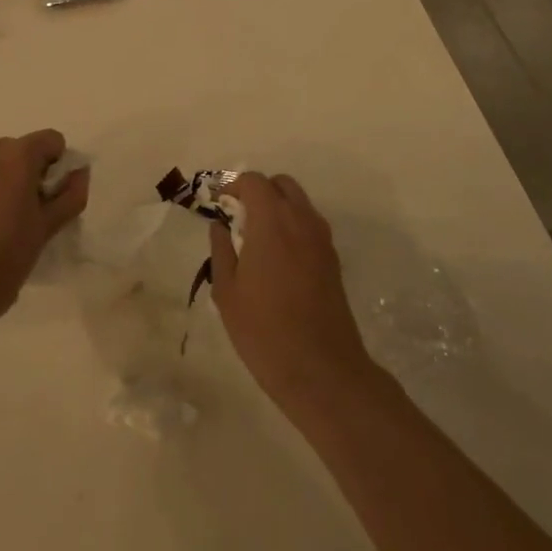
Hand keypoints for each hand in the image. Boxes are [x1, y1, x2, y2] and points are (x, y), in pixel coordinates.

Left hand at [0, 130, 88, 332]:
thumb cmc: (1, 261)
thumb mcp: (45, 231)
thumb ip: (69, 197)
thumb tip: (80, 173)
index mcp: (15, 156)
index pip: (50, 141)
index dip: (56, 167)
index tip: (50, 199)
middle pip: (16, 152)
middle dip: (24, 176)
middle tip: (22, 217)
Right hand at [209, 173, 380, 412]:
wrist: (320, 368)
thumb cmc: (263, 330)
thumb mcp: (227, 292)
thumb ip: (221, 250)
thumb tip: (219, 226)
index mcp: (273, 222)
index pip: (254, 182)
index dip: (233, 186)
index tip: (218, 204)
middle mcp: (302, 221)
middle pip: (282, 184)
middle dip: (259, 192)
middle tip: (238, 217)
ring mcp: (322, 240)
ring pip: (299, 204)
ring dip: (277, 209)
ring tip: (255, 239)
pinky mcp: (333, 260)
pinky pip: (310, 226)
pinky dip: (292, 227)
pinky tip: (275, 259)